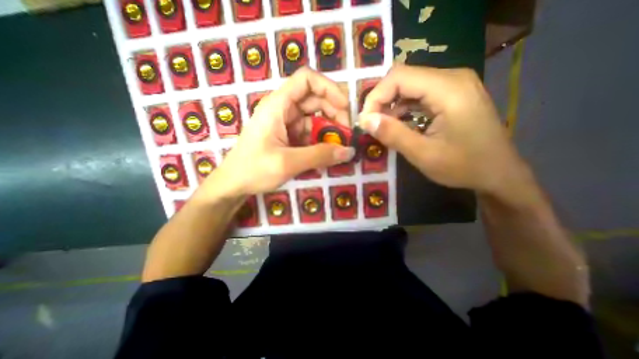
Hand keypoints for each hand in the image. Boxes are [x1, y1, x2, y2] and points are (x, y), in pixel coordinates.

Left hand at [204, 68, 357, 197]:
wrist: (234, 184)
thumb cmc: (254, 170)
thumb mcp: (288, 163)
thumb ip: (320, 156)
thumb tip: (349, 151)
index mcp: (278, 105)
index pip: (307, 80)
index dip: (329, 88)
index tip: (345, 108)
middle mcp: (283, 109)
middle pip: (315, 99)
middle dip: (334, 113)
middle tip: (346, 134)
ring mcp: (286, 124)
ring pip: (315, 118)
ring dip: (329, 131)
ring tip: (339, 147)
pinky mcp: (289, 137)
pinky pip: (310, 134)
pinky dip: (320, 142)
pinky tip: (327, 154)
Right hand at [359, 63, 529, 192]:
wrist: (499, 173)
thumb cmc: (464, 166)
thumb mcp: (423, 155)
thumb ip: (393, 135)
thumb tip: (365, 120)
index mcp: (449, 88)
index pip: (398, 77)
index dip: (375, 97)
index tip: (365, 121)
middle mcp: (452, 78)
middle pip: (402, 78)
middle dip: (381, 101)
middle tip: (371, 125)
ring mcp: (453, 85)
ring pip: (408, 86)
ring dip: (390, 106)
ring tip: (382, 127)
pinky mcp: (451, 95)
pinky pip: (418, 95)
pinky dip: (402, 109)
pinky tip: (399, 125)